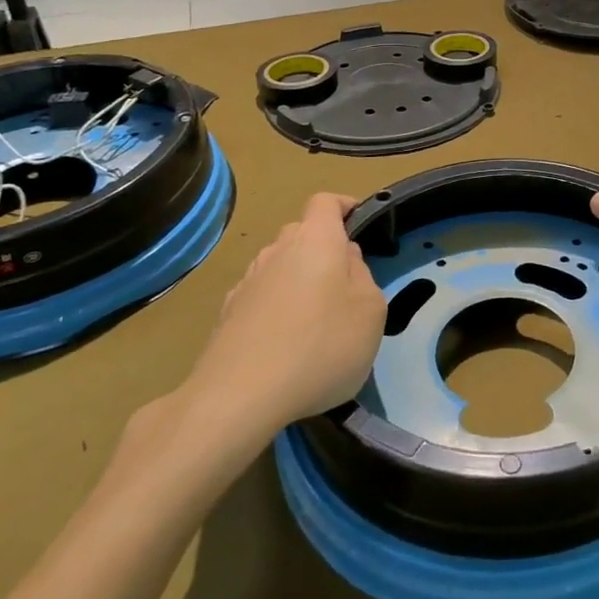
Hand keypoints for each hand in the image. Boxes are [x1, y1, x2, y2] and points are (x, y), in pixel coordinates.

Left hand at [178, 192, 385, 435]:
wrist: (238, 396)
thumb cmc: (321, 345)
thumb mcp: (371, 311)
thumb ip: (363, 276)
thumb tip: (345, 261)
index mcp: (316, 239)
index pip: (325, 202)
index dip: (344, 206)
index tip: (360, 224)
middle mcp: (277, 250)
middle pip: (302, 234)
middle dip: (324, 249)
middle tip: (345, 285)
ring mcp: (247, 282)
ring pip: (280, 266)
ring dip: (299, 281)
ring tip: (315, 322)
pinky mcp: (227, 315)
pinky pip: (261, 298)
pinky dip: (276, 310)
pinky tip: (285, 345)